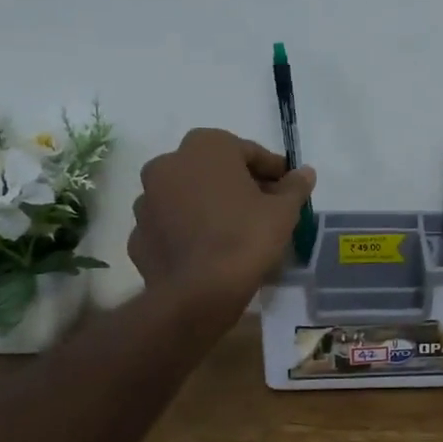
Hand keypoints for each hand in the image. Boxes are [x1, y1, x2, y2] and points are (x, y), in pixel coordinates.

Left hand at [128, 129, 315, 311]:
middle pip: (213, 169)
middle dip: (238, 184)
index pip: (248, 151)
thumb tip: (305, 172)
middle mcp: (168, 164)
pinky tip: (209, 249)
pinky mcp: (137, 234)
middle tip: (264, 208)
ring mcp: (147, 200)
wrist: (198, 294)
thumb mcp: (284, 211)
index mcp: (205, 147)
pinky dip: (188, 230)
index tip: (287, 188)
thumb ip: (294, 186)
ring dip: (209, 204)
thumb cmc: (246, 238)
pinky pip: (171, 225)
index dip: (272, 170)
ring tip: (235, 230)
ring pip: (188, 195)